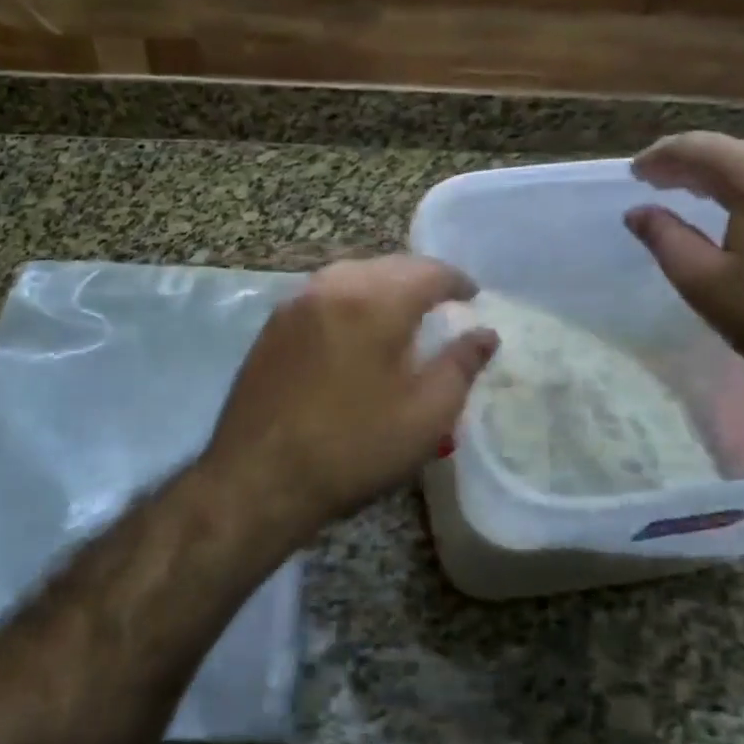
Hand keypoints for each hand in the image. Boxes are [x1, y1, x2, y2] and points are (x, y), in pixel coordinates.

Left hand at [202, 256, 498, 539]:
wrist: (258, 478)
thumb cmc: (353, 448)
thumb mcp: (426, 415)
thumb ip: (461, 365)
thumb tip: (485, 334)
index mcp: (374, 301)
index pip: (428, 272)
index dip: (457, 281)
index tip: (473, 296)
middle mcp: (332, 286)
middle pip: (388, 265)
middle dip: (420, 278)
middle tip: (442, 301)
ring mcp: (296, 303)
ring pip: (352, 274)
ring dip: (383, 284)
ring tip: (402, 310)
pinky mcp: (273, 325)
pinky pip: (324, 293)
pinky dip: (351, 297)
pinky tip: (356, 326)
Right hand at [625, 133, 743, 396]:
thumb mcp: (704, 282)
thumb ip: (664, 238)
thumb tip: (637, 211)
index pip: (699, 147)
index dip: (660, 156)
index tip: (634, 173)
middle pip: (734, 150)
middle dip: (691, 163)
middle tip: (658, 181)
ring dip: (724, 175)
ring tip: (694, 194)